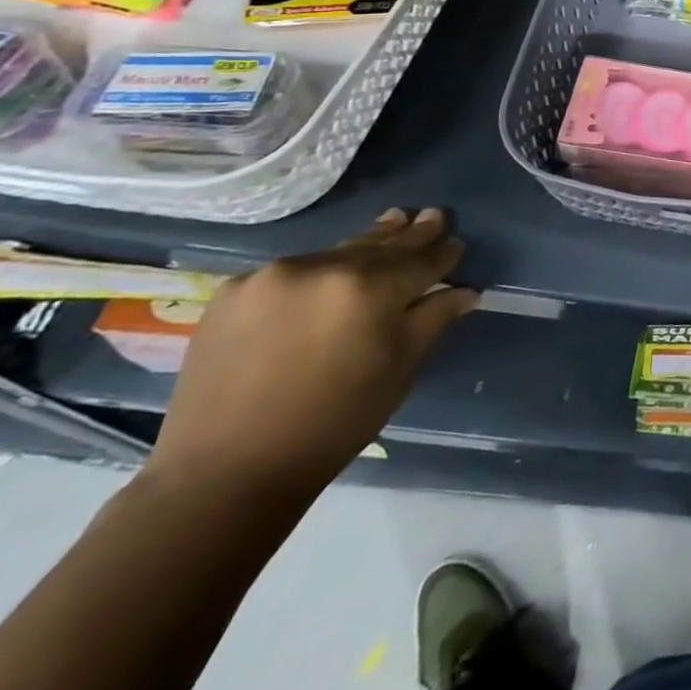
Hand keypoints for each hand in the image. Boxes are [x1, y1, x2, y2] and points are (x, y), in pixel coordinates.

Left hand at [145, 208, 477, 502]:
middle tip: (429, 216)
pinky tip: (327, 278)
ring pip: (335, 254)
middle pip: (379, 246)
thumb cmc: (333, 424)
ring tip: (390, 224)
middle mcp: (325, 267)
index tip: (456, 243)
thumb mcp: (399, 370)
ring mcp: (275, 275)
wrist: (224, 473)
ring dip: (364, 247)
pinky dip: (315, 273)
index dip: (443, 253)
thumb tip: (466, 290)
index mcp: (373, 288)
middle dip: (409, 235)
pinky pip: (290, 272)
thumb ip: (433, 319)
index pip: (422, 260)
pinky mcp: (234, 290)